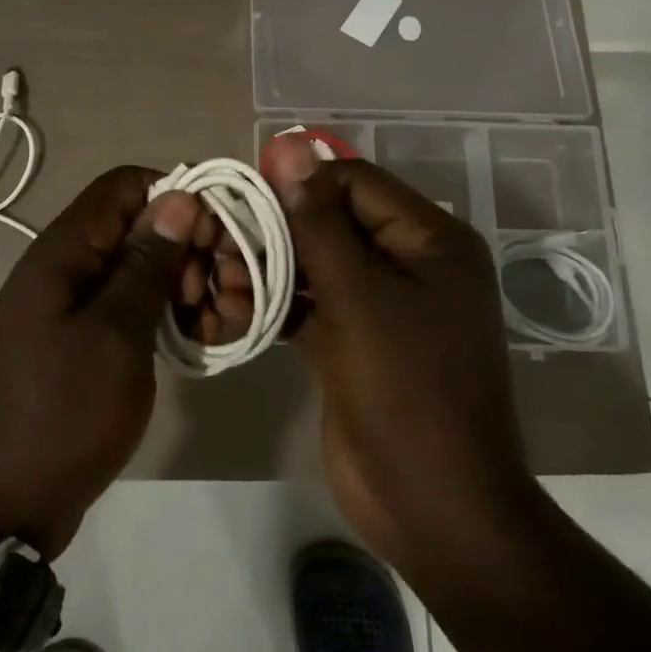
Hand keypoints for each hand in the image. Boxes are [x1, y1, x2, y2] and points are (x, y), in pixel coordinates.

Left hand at [0, 167, 200, 558]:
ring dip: (187, 288)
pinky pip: (133, 308)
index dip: (177, 200)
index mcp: (66, 250)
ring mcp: (76, 306)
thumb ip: (146, 263)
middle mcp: (69, 266)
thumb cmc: (59, 412)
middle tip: (219, 298)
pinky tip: (196, 343)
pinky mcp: (86, 341)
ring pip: (143, 270)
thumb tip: (179, 197)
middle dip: (191, 251)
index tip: (214, 243)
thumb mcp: (114, 334)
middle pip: (141, 226)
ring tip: (214, 328)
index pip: (127, 185)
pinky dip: (168, 317)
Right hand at [262, 136, 542, 583]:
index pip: (354, 182)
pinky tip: (230, 312)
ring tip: (218, 287)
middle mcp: (408, 264)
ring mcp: (380, 307)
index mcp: (429, 240)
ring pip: (313, 265)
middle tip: (218, 248)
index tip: (240, 198)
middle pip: (330, 222)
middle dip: (274, 233)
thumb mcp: (359, 297)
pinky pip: (309, 306)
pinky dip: (273, 306)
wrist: (432, 506)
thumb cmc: (406, 391)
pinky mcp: (353, 343)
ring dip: (266, 271)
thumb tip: (289, 145)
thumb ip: (318, 221)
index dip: (297, 184)